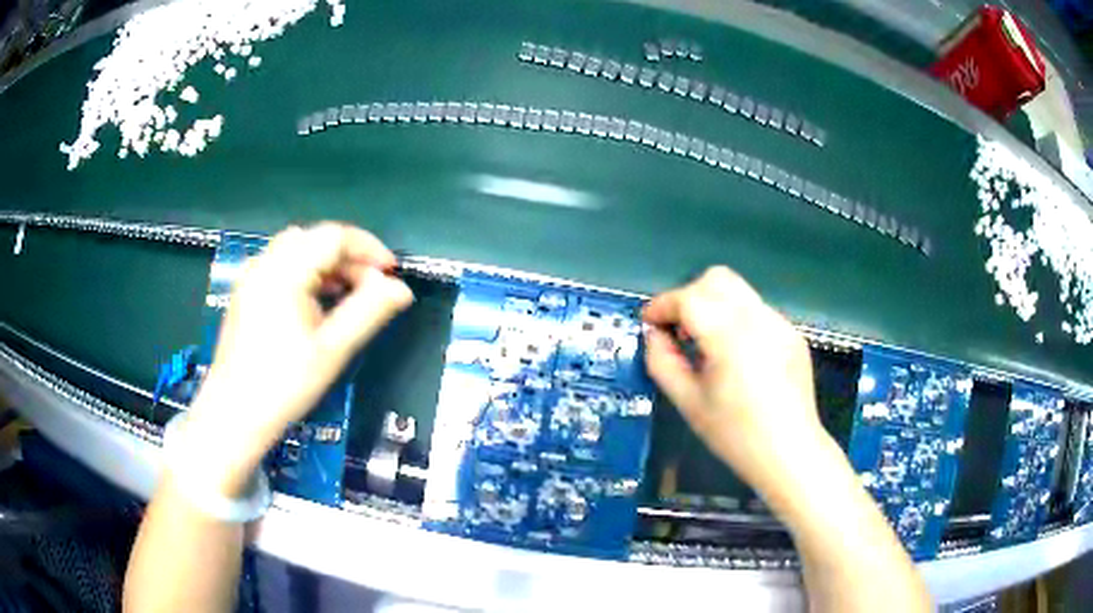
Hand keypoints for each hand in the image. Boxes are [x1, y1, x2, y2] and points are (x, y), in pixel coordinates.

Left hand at [182, 223, 412, 493]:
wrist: (234, 414)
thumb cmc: (284, 384)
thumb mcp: (333, 349)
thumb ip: (369, 312)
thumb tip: (401, 289)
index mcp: (284, 271)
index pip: (334, 236)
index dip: (368, 248)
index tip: (391, 274)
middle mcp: (264, 263)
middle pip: (315, 238)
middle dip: (349, 256)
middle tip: (372, 288)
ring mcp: (251, 277)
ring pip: (297, 249)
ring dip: (328, 264)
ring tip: (347, 296)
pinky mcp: (245, 292)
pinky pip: (281, 265)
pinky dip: (306, 273)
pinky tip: (316, 303)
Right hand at [643, 266, 828, 493]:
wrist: (790, 453)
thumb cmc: (735, 435)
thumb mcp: (688, 403)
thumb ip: (663, 362)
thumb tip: (654, 334)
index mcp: (730, 337)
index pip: (689, 298)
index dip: (662, 305)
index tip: (649, 322)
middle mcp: (759, 319)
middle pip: (717, 279)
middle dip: (689, 296)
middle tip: (679, 330)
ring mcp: (780, 323)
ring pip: (739, 291)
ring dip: (714, 305)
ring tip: (707, 344)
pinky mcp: (792, 333)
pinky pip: (757, 311)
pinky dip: (737, 320)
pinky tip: (738, 357)